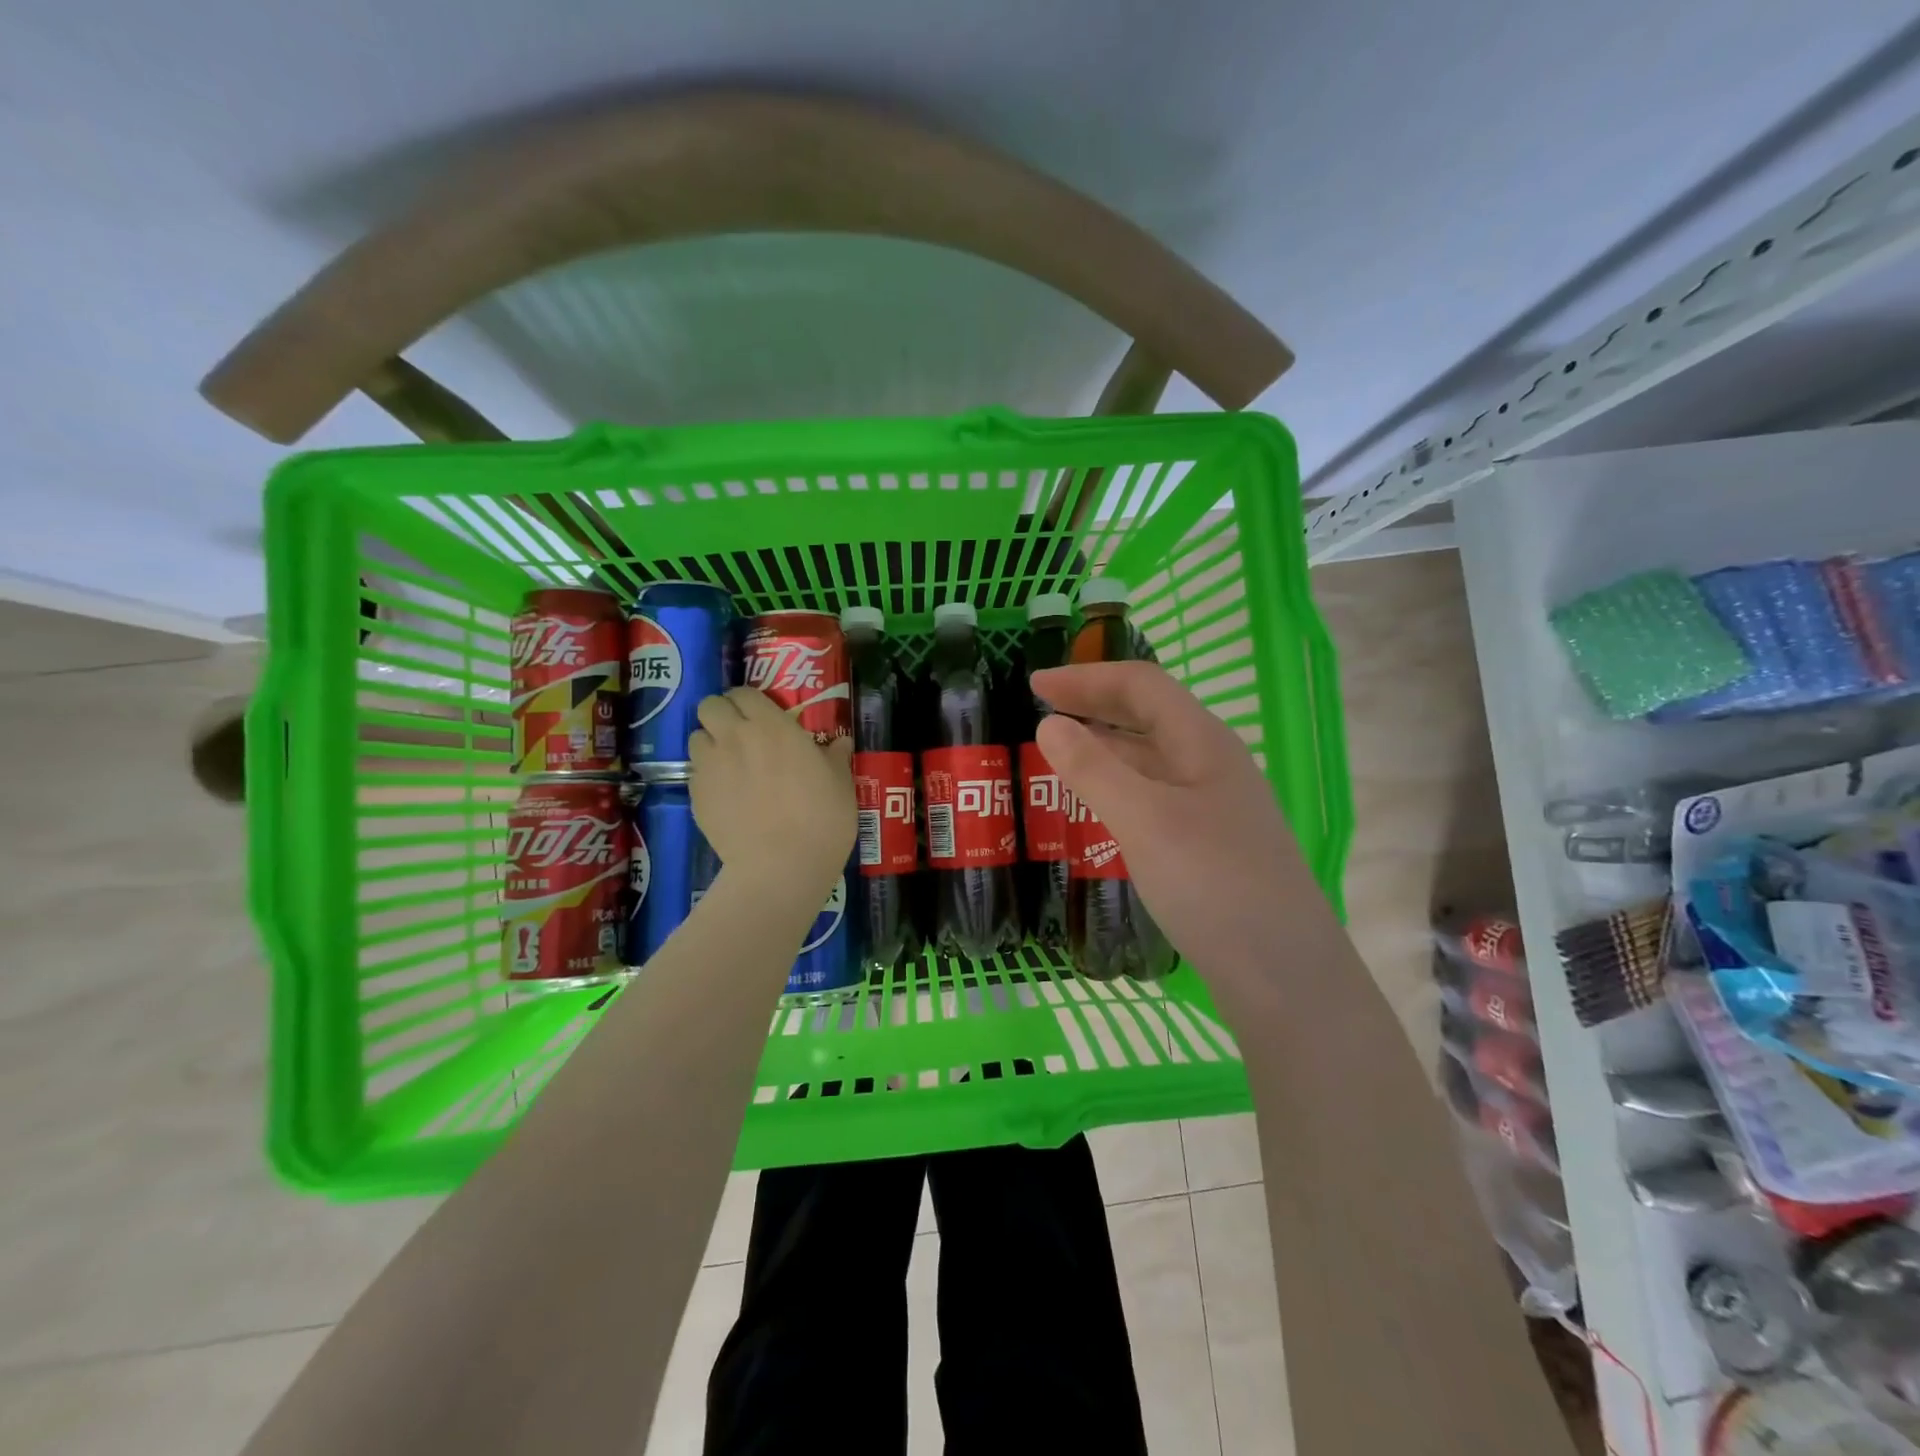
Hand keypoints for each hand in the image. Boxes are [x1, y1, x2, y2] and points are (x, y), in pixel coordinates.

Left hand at [688, 688, 855, 904]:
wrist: (781, 867)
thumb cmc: (821, 820)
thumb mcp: (841, 785)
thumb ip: (835, 757)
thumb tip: (839, 743)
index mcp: (771, 726)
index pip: (744, 692)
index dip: (750, 701)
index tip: (762, 715)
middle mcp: (734, 737)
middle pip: (710, 705)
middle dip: (722, 714)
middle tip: (741, 734)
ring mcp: (710, 767)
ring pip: (696, 737)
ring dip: (711, 744)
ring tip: (730, 764)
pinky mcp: (695, 796)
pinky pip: (694, 773)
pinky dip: (706, 776)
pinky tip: (726, 796)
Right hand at [1032, 662, 1313, 992]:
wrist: (1284, 974)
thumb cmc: (1213, 885)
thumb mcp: (1144, 820)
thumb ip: (1094, 769)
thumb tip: (1049, 723)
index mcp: (1203, 742)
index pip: (1141, 685)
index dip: (1086, 677)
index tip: (1034, 683)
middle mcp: (1212, 764)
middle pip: (1149, 715)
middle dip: (1095, 705)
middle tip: (1041, 711)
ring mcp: (1215, 805)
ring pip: (1152, 758)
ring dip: (1106, 746)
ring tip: (1060, 754)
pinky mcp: (1210, 843)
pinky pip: (1155, 795)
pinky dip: (1119, 786)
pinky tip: (1098, 807)